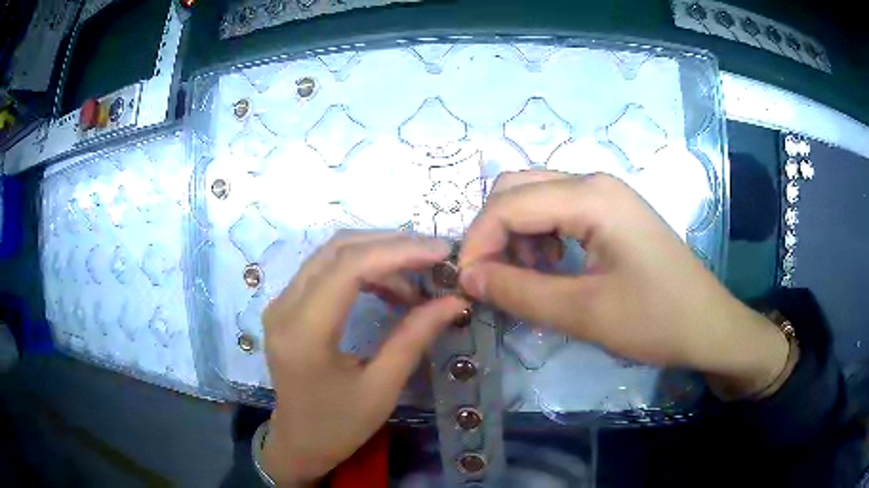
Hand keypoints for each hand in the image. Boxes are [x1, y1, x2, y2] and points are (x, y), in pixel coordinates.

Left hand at [262, 232, 468, 484]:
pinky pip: (324, 270)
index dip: (398, 252)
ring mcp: (281, 303)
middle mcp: (284, 307)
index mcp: (304, 333)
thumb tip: (454, 300)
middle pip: (338, 250)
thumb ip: (414, 338)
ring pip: (331, 254)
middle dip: (391, 245)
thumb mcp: (382, 388)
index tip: (441, 252)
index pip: (349, 268)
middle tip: (433, 258)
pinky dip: (360, 268)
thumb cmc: (339, 426)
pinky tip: (388, 287)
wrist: (298, 442)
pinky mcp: (286, 306)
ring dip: (376, 255)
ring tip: (416, 279)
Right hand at [458, 171, 788, 398]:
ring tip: (528, 277)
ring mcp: (606, 195)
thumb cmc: (655, 320)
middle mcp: (595, 182)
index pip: (509, 204)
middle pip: (518, 189)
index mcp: (591, 196)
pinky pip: (559, 211)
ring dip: (517, 234)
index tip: (465, 285)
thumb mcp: (583, 313)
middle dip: (494, 232)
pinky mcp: (612, 213)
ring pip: (536, 198)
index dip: (478, 243)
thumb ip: (519, 292)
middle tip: (493, 279)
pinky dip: (540, 236)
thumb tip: (466, 277)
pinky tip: (552, 267)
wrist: (709, 325)